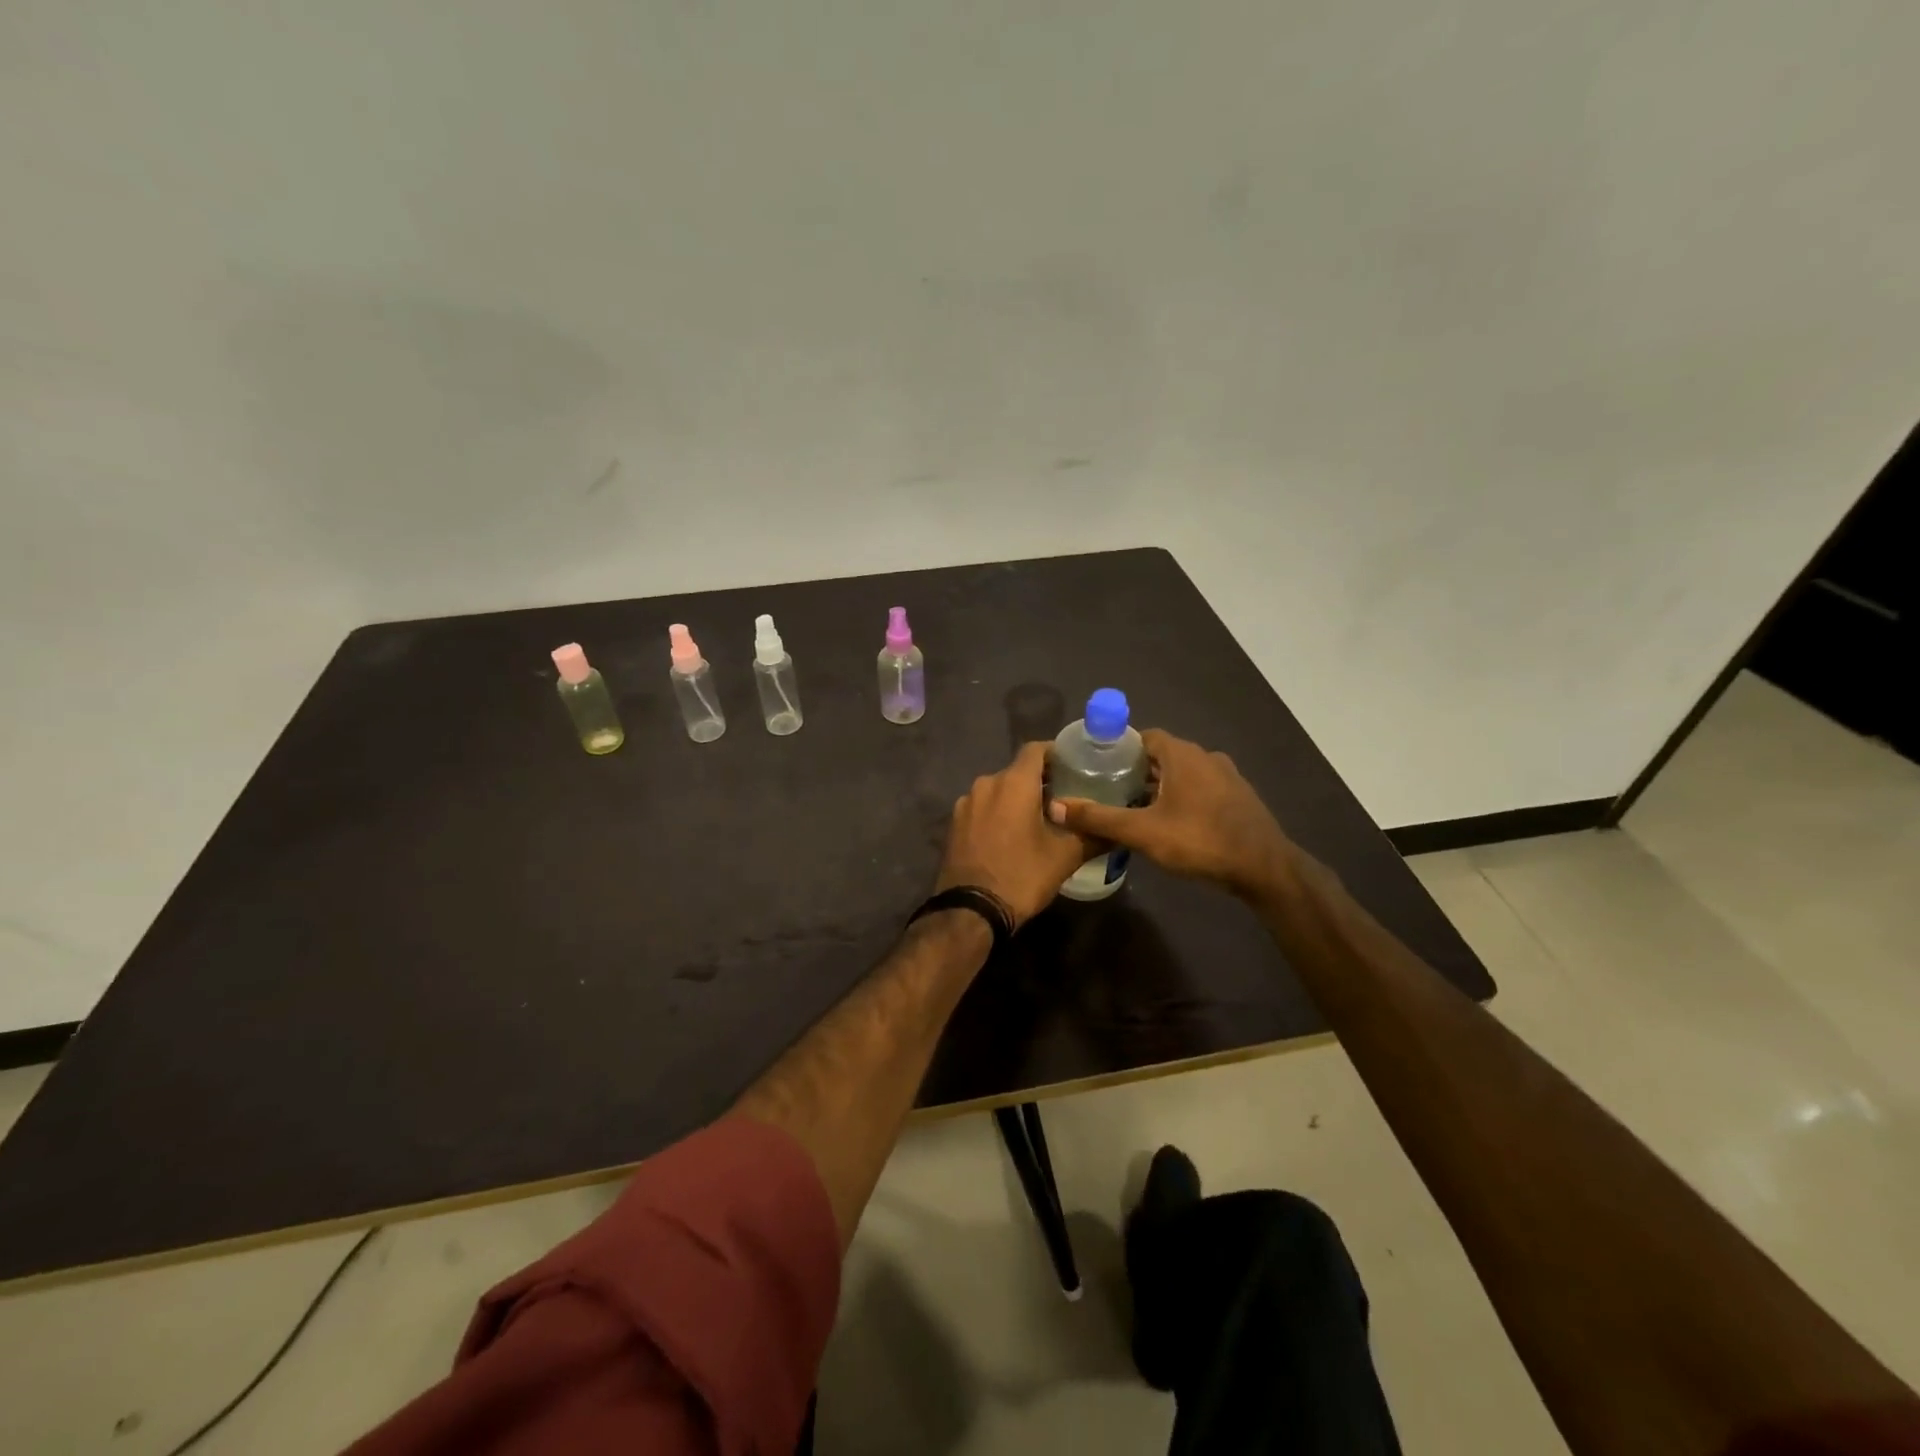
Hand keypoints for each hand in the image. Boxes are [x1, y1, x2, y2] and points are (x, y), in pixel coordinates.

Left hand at [935, 742, 1092, 928]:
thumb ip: (1093, 835)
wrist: (971, 911)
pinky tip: (1012, 835)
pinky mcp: (954, 824)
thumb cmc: (1022, 876)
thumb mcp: (1066, 857)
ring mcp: (965, 803)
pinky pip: (983, 808)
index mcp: (1013, 783)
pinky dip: (999, 813)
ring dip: (1017, 799)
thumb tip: (1116, 830)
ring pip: (999, 790)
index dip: (1056, 753)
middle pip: (1017, 771)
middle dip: (1040, 781)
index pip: (1036, 749)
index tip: (1075, 766)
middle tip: (1065, 798)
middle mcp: (986, 783)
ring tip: (1040, 819)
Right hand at [1047, 729, 1294, 899]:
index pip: (1143, 736)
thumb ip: (1099, 818)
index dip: (1118, 748)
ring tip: (1132, 807)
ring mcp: (1226, 776)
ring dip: (1158, 785)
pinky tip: (1169, 822)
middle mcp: (1205, 756)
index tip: (1096, 765)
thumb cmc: (1201, 841)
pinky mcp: (1237, 797)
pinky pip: (1200, 788)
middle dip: (1135, 769)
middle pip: (1161, 754)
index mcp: (1182, 754)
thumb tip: (1056, 807)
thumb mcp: (1143, 832)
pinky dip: (1180, 797)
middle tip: (1107, 789)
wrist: (1264, 868)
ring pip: (1182, 773)